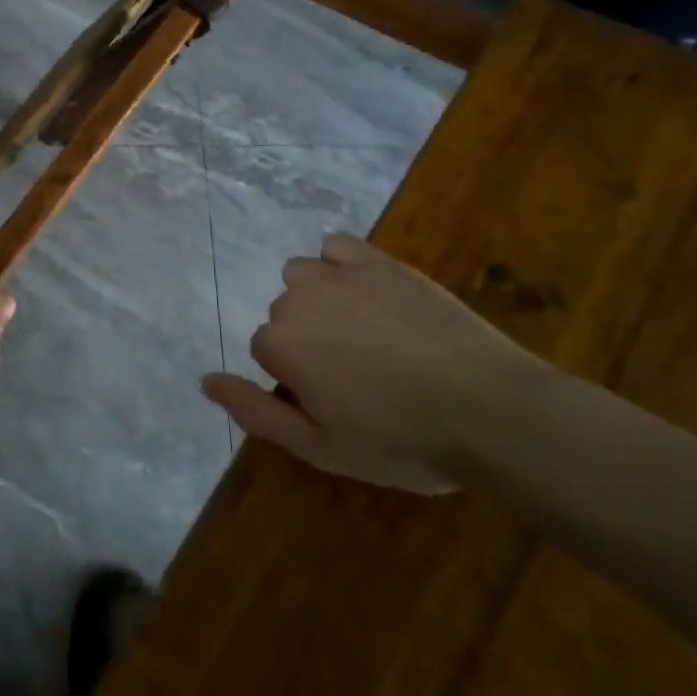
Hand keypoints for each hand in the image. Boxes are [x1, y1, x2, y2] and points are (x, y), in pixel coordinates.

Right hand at [202, 234, 547, 493]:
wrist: (491, 410)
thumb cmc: (402, 440)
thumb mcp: (322, 448)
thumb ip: (255, 412)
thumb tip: (204, 380)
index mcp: (280, 344)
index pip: (265, 353)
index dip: (298, 381)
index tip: (338, 404)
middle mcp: (297, 298)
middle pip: (283, 315)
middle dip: (309, 342)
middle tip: (361, 379)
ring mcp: (337, 273)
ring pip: (303, 277)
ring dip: (319, 300)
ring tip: (365, 336)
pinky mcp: (377, 260)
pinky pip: (336, 247)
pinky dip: (341, 265)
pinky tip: (369, 295)